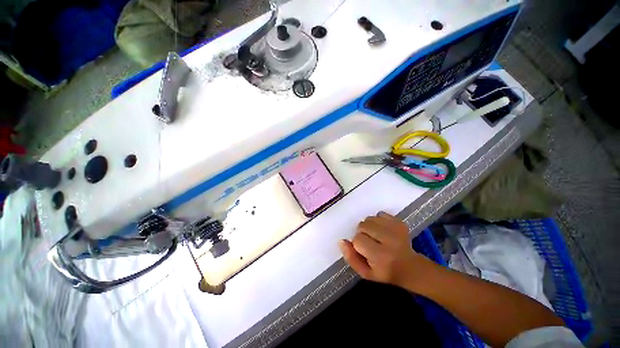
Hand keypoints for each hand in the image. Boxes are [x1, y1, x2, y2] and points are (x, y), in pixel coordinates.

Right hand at [339, 212, 433, 289]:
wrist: (410, 267)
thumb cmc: (385, 272)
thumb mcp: (366, 273)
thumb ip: (351, 258)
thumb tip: (342, 241)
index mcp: (380, 256)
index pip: (357, 239)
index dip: (358, 244)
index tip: (365, 251)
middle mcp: (388, 240)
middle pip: (362, 226)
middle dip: (362, 233)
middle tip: (370, 243)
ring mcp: (395, 229)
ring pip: (370, 218)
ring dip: (369, 226)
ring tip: (376, 236)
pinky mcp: (399, 222)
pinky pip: (380, 214)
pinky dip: (378, 220)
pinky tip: (383, 230)